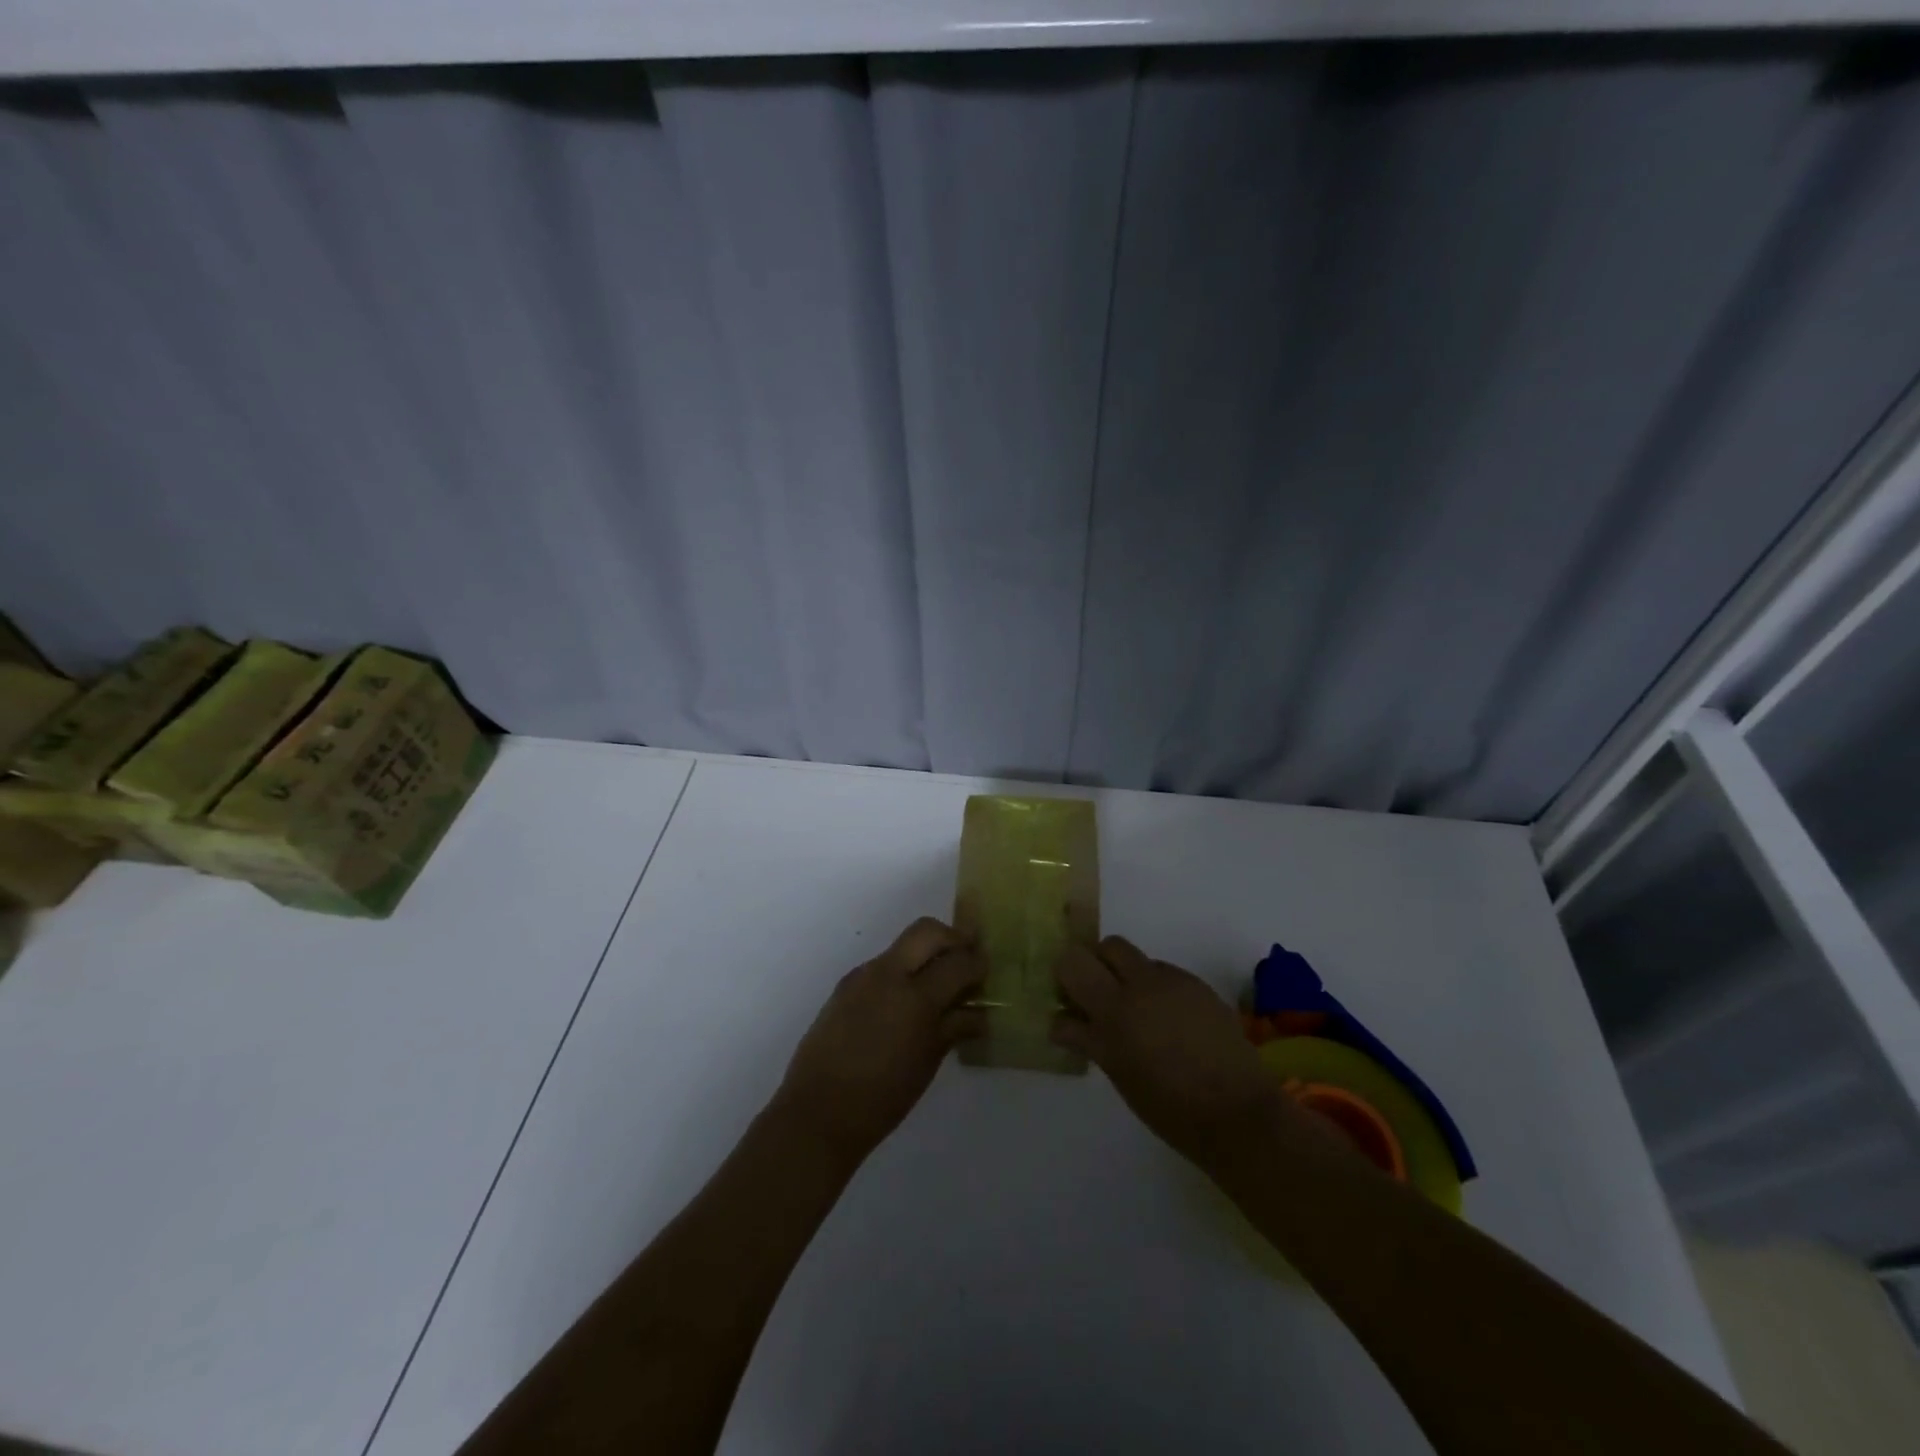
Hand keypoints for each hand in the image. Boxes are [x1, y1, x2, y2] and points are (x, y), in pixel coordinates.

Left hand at [775, 918, 984, 1166]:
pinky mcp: (845, 986)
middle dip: (952, 939)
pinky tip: (906, 1005)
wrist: (818, 1112)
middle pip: (927, 931)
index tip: (987, 970)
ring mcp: (862, 976)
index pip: (957, 961)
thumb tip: (978, 1011)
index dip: (978, 963)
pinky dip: (903, 973)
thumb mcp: (928, 1061)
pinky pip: (882, 967)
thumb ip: (954, 1026)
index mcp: (914, 997)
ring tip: (939, 986)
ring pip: (902, 946)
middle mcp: (887, 974)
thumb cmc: (883, 1097)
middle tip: (967, 960)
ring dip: (926, 955)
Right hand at [1052, 936, 1288, 1170]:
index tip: (1067, 1001)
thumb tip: (1067, 1022)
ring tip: (1137, 1010)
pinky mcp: (1196, 985)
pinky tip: (1168, 1020)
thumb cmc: (1170, 1109)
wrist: (1239, 1112)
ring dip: (1126, 975)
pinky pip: (1163, 973)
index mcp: (1113, 1014)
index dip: (1064, 977)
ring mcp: (1171, 982)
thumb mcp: (1119, 1075)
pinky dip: (1155, 988)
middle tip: (1097, 995)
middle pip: (1105, 946)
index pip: (1071, 965)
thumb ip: (1090, 1039)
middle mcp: (1139, 988)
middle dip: (1097, 964)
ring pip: (1136, 957)